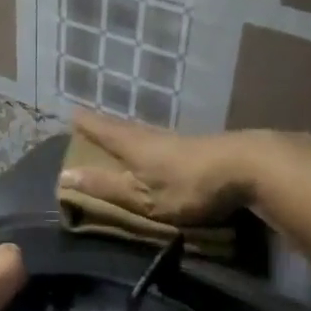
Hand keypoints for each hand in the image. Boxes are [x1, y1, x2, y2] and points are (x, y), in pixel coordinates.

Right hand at [58, 110, 255, 225]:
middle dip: (105, 126)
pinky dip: (150, 140)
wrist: (246, 168)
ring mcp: (178, 139)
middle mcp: (152, 135)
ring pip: (144, 131)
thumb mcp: (141, 196)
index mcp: (133, 145)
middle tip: (90, 122)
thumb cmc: (186, 186)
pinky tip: (156, 146)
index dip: (86, 124)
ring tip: (118, 134)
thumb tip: (64, 177)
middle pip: (123, 127)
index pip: (102, 130)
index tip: (70, 114)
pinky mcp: (199, 146)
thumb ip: (105, 187)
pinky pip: (163, 140)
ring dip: (128, 132)